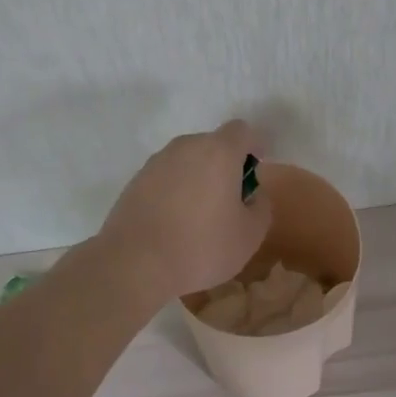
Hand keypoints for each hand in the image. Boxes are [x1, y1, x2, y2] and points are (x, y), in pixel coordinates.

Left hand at [99, 119, 273, 301]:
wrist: (134, 265)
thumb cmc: (202, 247)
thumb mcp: (250, 234)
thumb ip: (261, 205)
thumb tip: (252, 194)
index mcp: (218, 152)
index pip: (241, 131)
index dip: (253, 146)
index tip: (255, 172)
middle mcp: (185, 147)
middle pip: (212, 144)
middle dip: (225, 165)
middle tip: (230, 200)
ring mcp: (156, 163)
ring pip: (187, 161)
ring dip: (198, 178)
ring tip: (199, 215)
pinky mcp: (134, 182)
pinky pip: (165, 178)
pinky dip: (175, 191)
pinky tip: (174, 223)